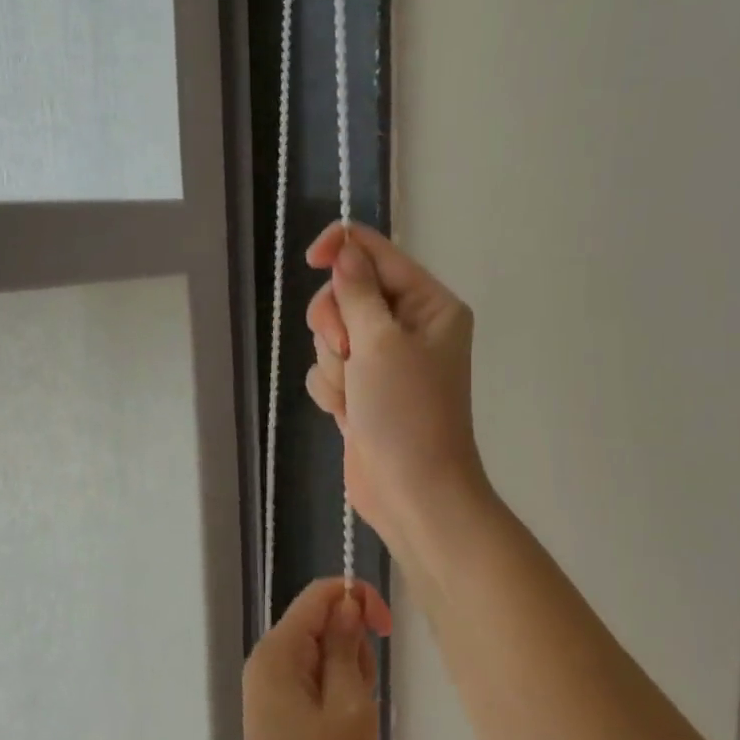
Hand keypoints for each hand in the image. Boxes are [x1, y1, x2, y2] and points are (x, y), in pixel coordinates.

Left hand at [234, 576, 392, 739]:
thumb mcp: (349, 708)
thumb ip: (347, 647)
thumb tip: (347, 603)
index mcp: (279, 651)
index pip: (319, 595)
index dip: (357, 599)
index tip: (388, 631)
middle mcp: (268, 661)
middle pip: (322, 625)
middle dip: (353, 651)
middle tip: (361, 702)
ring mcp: (270, 689)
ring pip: (323, 657)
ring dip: (349, 681)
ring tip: (352, 728)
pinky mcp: (278, 714)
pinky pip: (315, 685)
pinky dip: (338, 700)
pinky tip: (342, 738)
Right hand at [304, 223, 484, 559]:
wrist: (413, 491)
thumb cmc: (407, 411)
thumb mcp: (381, 341)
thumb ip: (357, 291)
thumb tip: (344, 250)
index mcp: (428, 304)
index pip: (378, 253)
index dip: (342, 248)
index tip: (311, 259)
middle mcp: (407, 326)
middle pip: (346, 293)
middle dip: (336, 322)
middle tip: (348, 350)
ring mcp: (382, 360)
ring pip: (331, 334)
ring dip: (334, 363)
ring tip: (354, 393)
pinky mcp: (361, 390)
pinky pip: (328, 369)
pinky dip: (331, 389)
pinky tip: (346, 412)